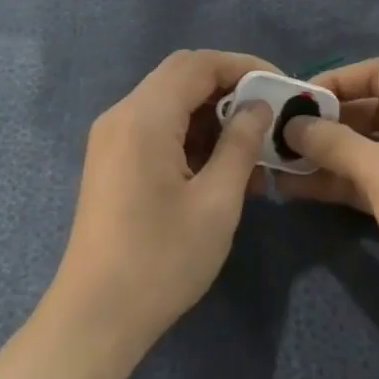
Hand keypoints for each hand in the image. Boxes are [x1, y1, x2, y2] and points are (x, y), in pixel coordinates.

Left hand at [54, 50, 276, 350]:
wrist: (96, 314)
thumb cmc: (162, 259)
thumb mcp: (216, 201)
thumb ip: (240, 144)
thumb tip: (258, 106)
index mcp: (143, 116)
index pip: (197, 64)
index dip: (244, 66)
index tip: (282, 87)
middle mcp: (121, 115)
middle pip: (181, 77)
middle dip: (230, 89)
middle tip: (270, 116)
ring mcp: (112, 139)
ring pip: (169, 104)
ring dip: (212, 116)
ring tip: (254, 148)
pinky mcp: (112, 162)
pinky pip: (156, 130)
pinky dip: (191, 137)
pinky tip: (223, 168)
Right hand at [279, 58, 378, 341]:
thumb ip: (334, 142)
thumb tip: (291, 125)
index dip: (336, 81)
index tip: (294, 98)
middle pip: (374, 110)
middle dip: (327, 123)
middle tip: (280, 132)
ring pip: (370, 149)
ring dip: (328, 155)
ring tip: (278, 161)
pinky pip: (374, 180)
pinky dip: (342, 181)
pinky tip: (298, 186)